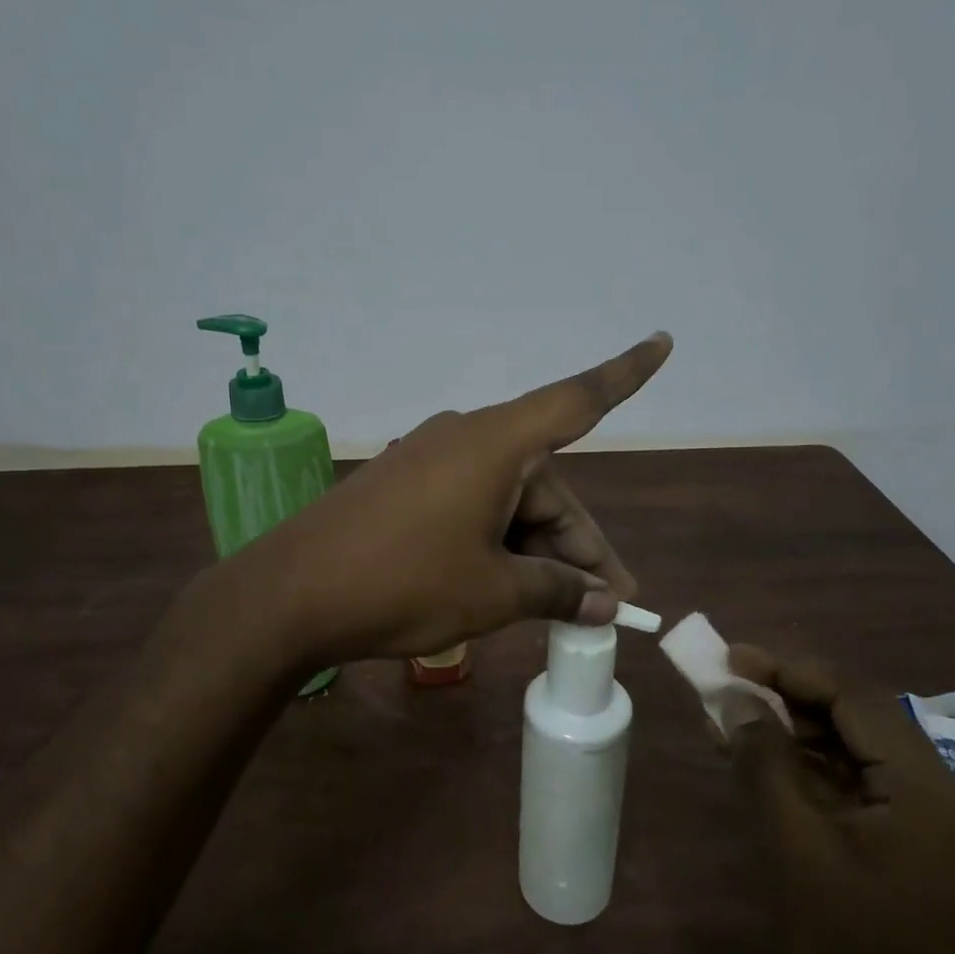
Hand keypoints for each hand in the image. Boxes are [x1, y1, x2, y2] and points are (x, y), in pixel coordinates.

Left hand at [230, 332, 672, 664]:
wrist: (290, 596)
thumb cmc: (403, 585)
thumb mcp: (493, 594)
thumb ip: (556, 591)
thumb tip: (603, 600)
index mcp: (496, 444)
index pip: (577, 401)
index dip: (627, 374)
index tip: (664, 342)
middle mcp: (465, 440)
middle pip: (545, 483)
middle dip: (576, 545)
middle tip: (605, 602)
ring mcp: (429, 462)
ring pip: (508, 501)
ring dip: (537, 551)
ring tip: (560, 611)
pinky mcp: (404, 489)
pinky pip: (471, 508)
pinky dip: (497, 544)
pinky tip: (509, 589)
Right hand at [726, 651, 954, 953]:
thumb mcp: (796, 849)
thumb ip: (765, 764)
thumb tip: (737, 699)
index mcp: (922, 786)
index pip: (854, 697)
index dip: (789, 669)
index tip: (731, 658)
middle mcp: (932, 794)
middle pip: (855, 718)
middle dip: (787, 697)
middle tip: (724, 686)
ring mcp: (920, 826)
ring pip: (849, 752)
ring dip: (791, 733)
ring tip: (728, 722)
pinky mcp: (902, 852)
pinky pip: (849, 789)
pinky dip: (803, 771)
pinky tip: (759, 768)